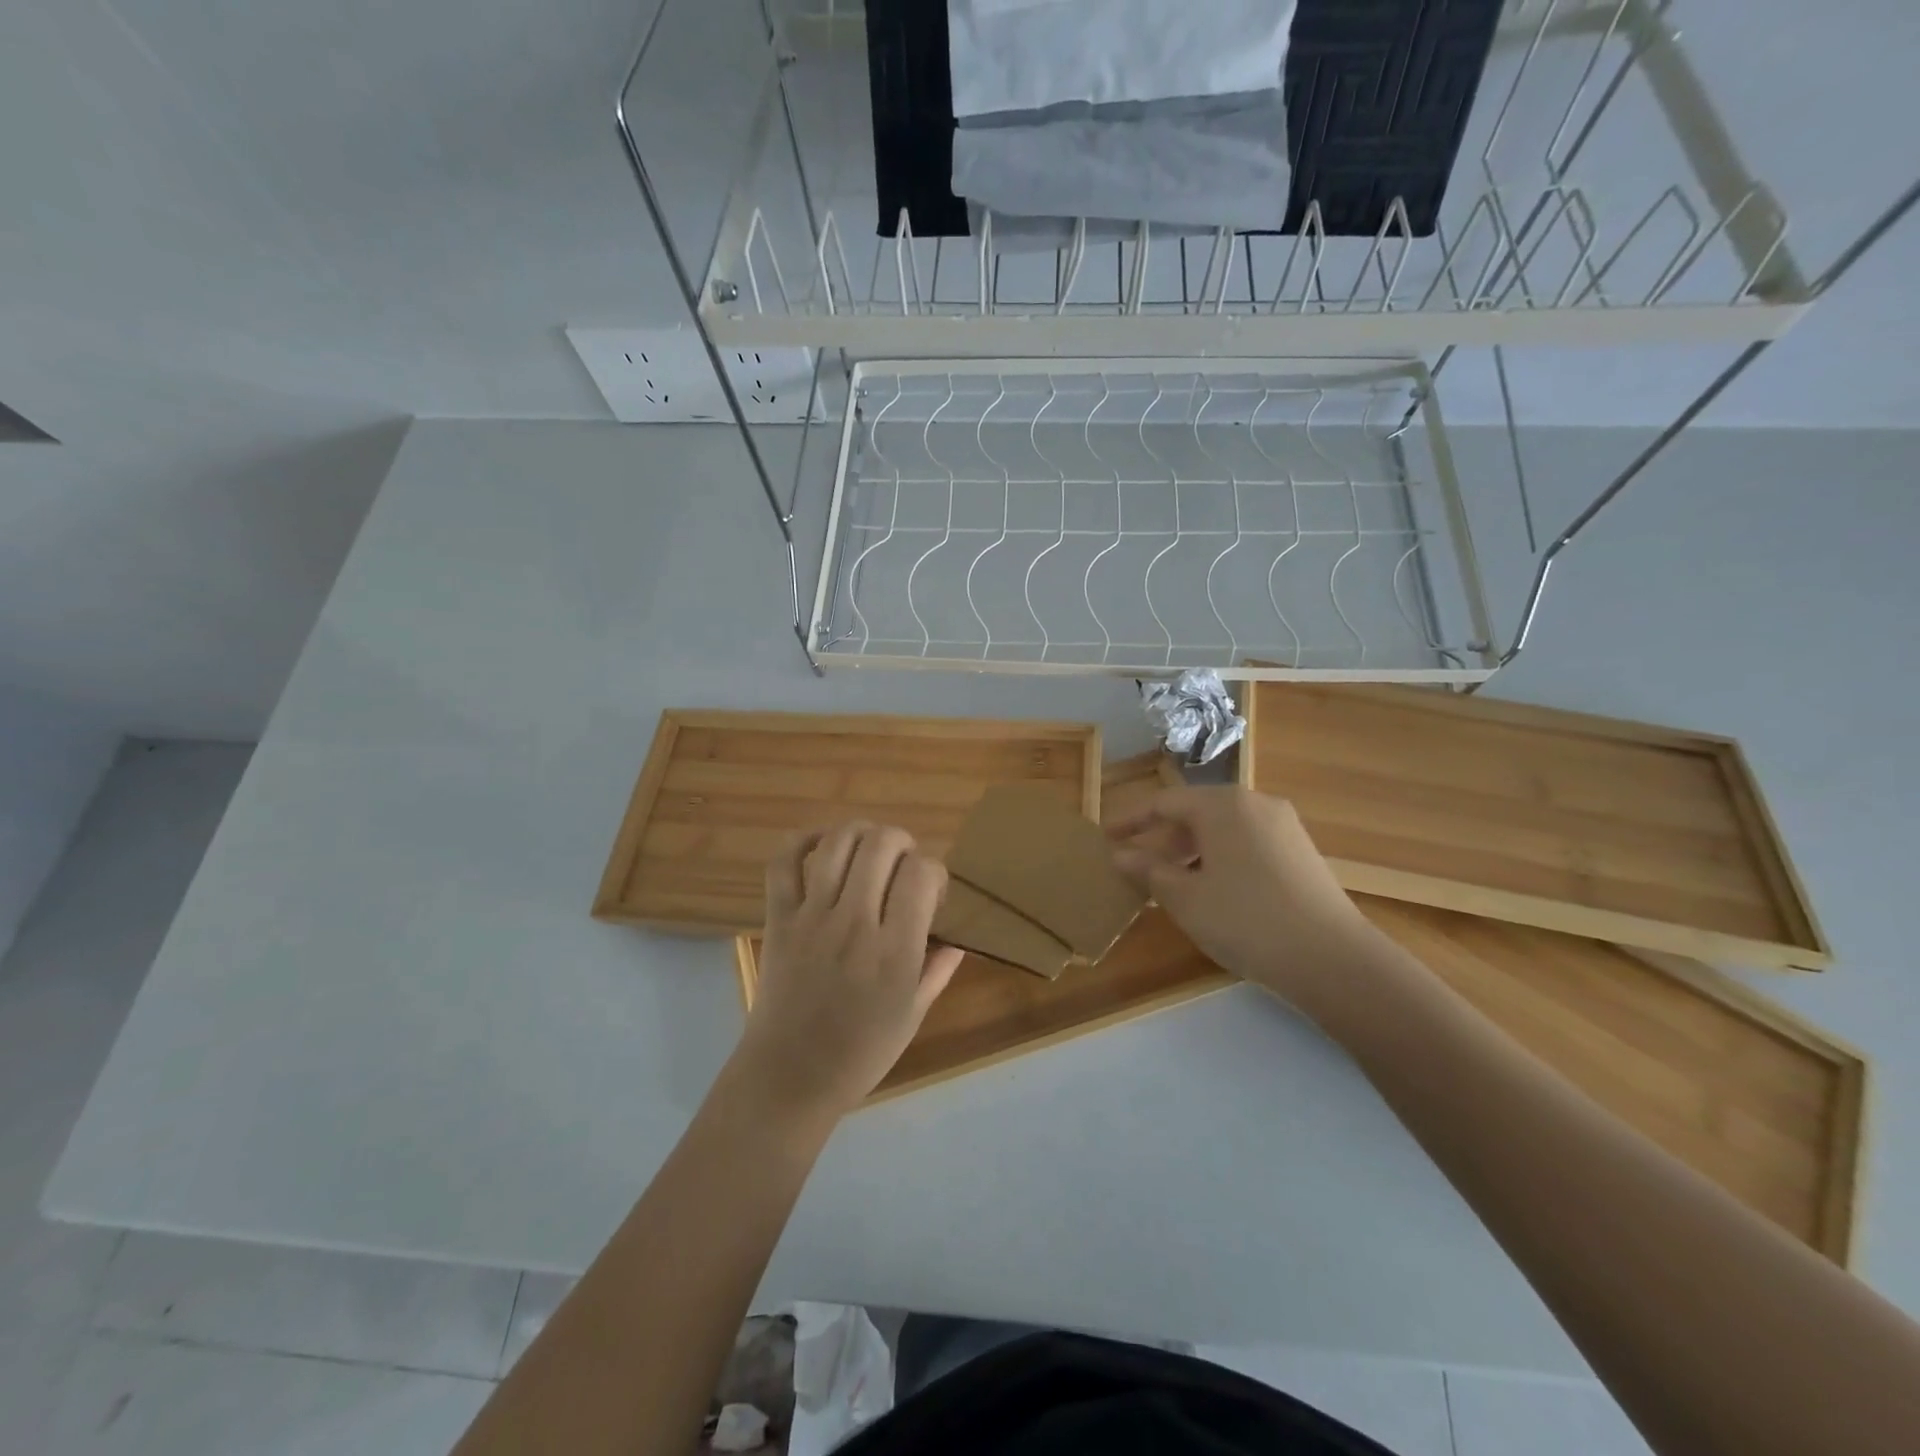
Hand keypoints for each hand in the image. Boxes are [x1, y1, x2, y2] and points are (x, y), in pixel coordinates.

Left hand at [734, 822, 963, 1120]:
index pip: (922, 873)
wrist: (789, 1077)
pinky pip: (783, 862)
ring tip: (870, 847)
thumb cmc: (860, 1053)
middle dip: (902, 841)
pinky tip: (824, 843)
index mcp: (895, 951)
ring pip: (838, 843)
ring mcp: (812, 917)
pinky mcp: (779, 918)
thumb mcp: (912, 1016)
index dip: (934, 869)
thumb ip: (938, 969)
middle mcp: (855, 924)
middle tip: (903, 865)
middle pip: (882, 844)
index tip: (932, 891)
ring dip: (862, 832)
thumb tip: (957, 937)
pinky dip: (803, 840)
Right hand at [1108, 786, 1377, 1001]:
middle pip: (1195, 813)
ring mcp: (1284, 827)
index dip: (1131, 820)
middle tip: (1136, 866)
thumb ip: (1148, 870)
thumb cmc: (1245, 920)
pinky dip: (1220, 859)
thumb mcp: (1184, 898)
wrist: (1332, 959)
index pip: (1164, 802)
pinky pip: (1247, 844)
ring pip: (1223, 830)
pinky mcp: (1301, 852)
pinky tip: (1213, 891)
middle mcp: (1255, 804)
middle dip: (1162, 839)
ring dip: (1191, 852)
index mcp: (1222, 805)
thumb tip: (1121, 855)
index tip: (1107, 836)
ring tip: (1171, 884)